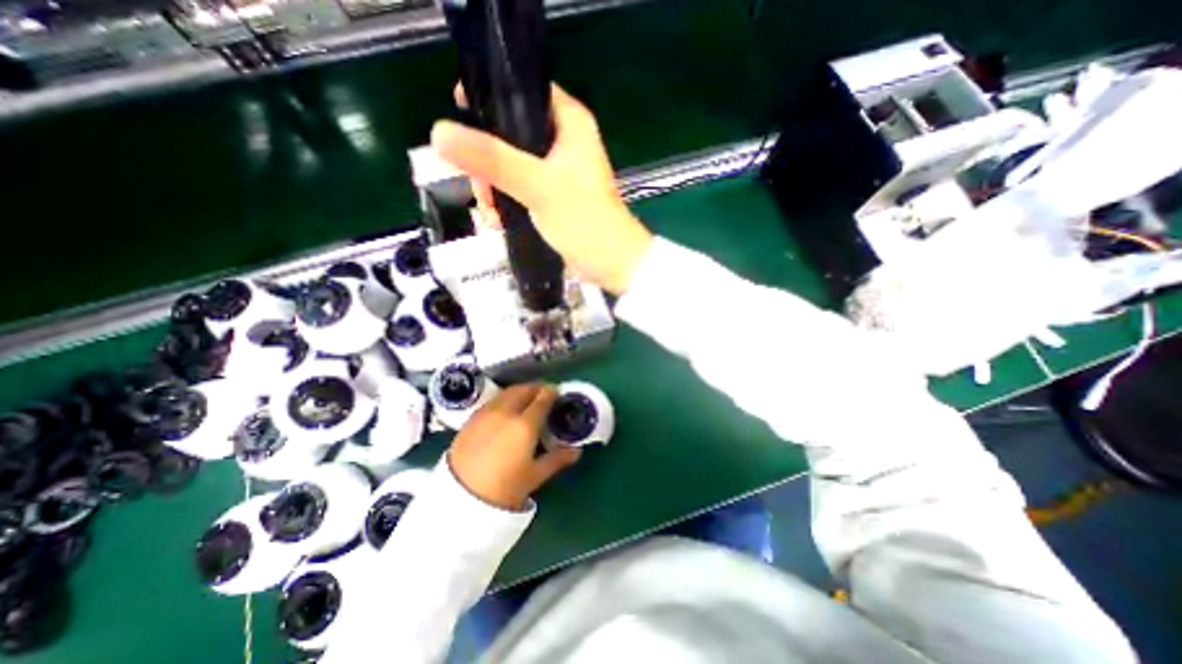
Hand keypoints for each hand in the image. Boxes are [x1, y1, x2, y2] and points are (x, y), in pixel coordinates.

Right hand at [433, 82, 656, 295]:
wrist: (610, 263)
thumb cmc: (584, 220)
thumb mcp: (538, 186)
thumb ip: (492, 159)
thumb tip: (439, 133)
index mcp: (569, 123)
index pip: (523, 90)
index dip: (490, 97)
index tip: (461, 115)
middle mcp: (564, 142)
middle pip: (510, 131)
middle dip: (487, 157)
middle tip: (478, 184)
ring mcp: (558, 172)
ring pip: (512, 164)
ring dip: (493, 184)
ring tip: (487, 208)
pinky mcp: (553, 197)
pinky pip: (519, 189)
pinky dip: (505, 201)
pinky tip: (495, 219)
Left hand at [450, 380, 580, 511]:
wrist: (459, 499)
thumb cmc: (503, 488)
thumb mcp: (535, 475)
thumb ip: (557, 459)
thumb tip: (576, 450)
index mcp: (525, 424)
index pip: (542, 398)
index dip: (552, 392)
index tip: (557, 393)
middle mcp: (506, 412)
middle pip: (524, 390)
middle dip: (535, 388)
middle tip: (543, 394)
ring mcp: (487, 413)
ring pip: (507, 392)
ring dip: (519, 391)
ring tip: (525, 399)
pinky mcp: (472, 418)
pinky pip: (493, 400)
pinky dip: (504, 399)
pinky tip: (505, 410)